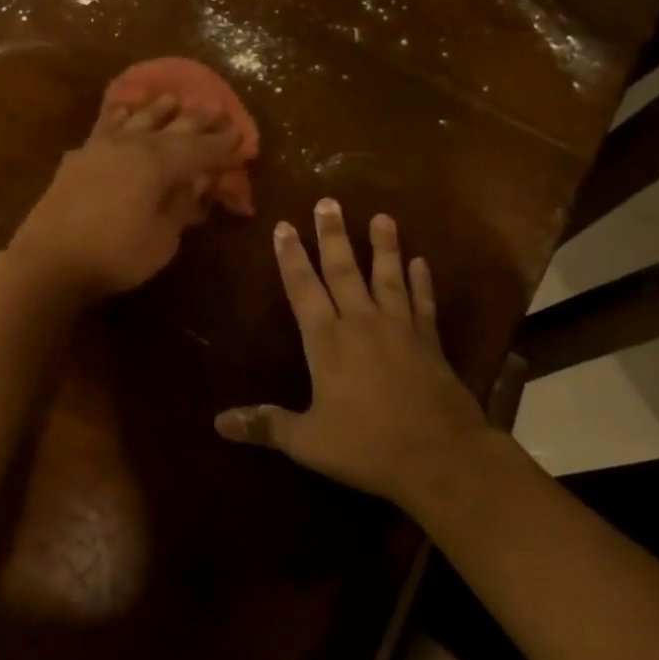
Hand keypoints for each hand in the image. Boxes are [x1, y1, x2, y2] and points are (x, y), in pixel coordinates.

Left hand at [8, 95, 240, 301]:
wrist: (49, 261)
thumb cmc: (115, 255)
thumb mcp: (162, 238)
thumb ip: (181, 207)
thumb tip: (196, 184)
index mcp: (157, 164)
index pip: (198, 150)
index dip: (221, 144)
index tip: (240, 134)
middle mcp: (131, 147)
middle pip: (170, 128)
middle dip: (196, 120)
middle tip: (216, 107)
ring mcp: (100, 150)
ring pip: (135, 121)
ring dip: (156, 110)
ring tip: (172, 99)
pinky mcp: (77, 160)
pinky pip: (103, 129)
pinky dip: (116, 118)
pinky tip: (121, 112)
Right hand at [215, 200, 498, 514]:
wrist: (440, 458)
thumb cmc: (366, 447)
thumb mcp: (307, 441)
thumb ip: (265, 425)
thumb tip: (218, 423)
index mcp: (327, 342)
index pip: (303, 289)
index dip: (291, 258)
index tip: (284, 226)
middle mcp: (362, 324)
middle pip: (345, 270)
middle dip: (333, 235)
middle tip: (329, 201)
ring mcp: (400, 329)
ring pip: (388, 277)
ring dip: (384, 246)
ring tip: (382, 216)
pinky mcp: (430, 343)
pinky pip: (423, 303)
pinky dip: (422, 282)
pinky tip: (421, 262)